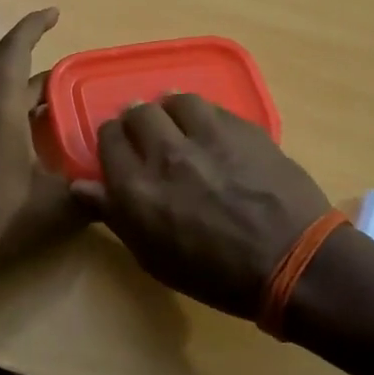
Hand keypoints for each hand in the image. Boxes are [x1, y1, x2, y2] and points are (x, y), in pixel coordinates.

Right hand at [74, 94, 332, 318]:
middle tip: (150, 139)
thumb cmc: (216, 274)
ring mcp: (206, 135)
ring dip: (170, 112)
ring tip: (180, 127)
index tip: (120, 151)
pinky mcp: (241, 127)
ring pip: (173, 100)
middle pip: (137, 113)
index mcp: (136, 188)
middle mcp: (165, 152)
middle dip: (138, 123)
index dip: (112, 142)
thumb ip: (115, 214)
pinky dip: (202, 115)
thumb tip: (81, 185)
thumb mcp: (154, 256)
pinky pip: (210, 106)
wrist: (292, 263)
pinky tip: (211, 131)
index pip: (107, 139)